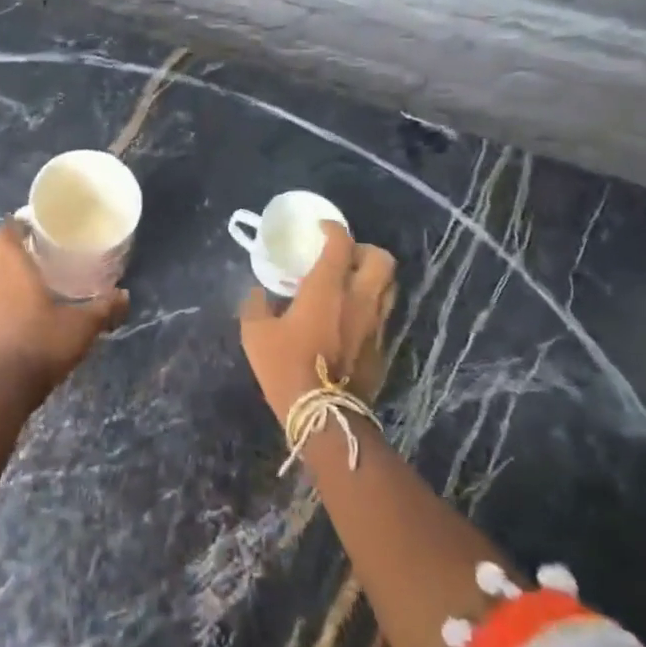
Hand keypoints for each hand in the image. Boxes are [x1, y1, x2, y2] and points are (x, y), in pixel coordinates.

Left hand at [0, 221, 125, 397]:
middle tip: (28, 251)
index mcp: (12, 269)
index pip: (2, 233)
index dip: (13, 226)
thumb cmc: (40, 345)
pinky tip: (12, 319)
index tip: (31, 227)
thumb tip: (125, 296)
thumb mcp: (81, 327)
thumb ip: (103, 309)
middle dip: (3, 247)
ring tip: (23, 285)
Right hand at [240, 223, 395, 420]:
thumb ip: (256, 305)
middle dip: (365, 250)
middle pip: (381, 259)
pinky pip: (384, 315)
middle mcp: (359, 298)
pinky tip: (352, 318)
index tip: (322, 229)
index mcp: (327, 287)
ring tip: (352, 284)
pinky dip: (372, 307)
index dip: (334, 229)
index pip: (341, 243)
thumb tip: (258, 293)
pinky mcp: (383, 347)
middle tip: (345, 257)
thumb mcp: (256, 334)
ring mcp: (376, 324)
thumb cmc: (286, 367)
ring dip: (374, 278)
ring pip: (390, 286)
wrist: (324, 417)